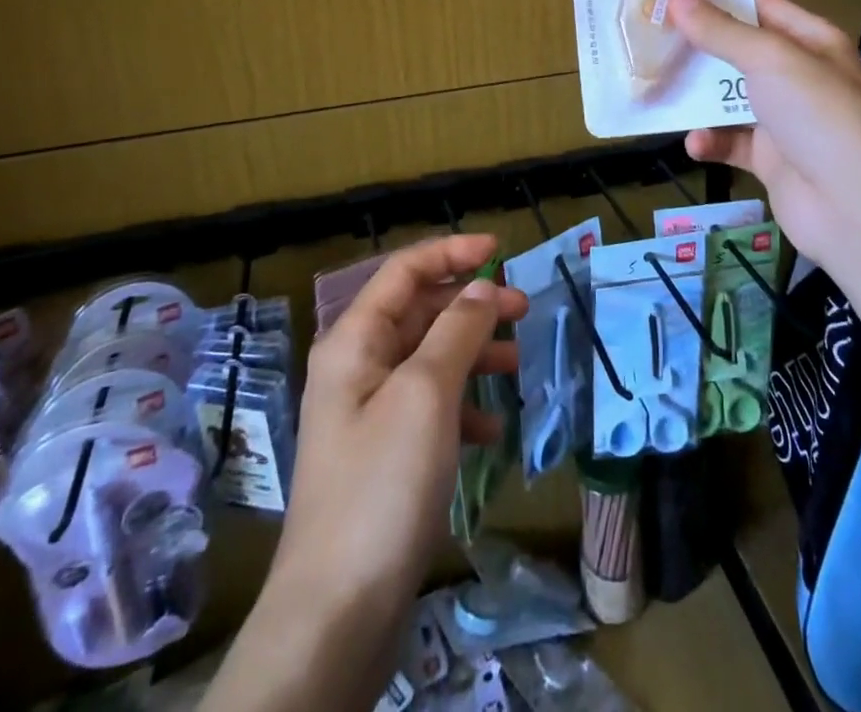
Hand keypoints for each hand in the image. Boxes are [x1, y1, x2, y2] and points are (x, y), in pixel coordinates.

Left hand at [273, 235, 527, 623]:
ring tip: (518, 363)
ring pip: (430, 359)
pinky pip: (430, 407)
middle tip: (523, 309)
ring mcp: (370, 412)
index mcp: (354, 340)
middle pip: (420, 312)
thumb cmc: (382, 484)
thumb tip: (481, 287)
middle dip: (471, 305)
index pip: (404, 270)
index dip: (451, 251)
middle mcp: (358, 366)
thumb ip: (456, 330)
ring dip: (474, 354)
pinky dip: (463, 406)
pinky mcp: (385, 454)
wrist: (337, 611)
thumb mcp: (426, 394)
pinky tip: (494, 427)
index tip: (500, 249)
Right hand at [668, 0, 860, 278]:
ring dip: (698, 98)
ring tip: (660, 89)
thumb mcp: (769, 59)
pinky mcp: (771, 159)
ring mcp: (785, 120)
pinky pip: (731, 142)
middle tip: (651, 39)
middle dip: (699, 48)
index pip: (761, 8)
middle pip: (740, 53)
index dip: (719, 0)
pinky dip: (712, 142)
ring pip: (730, 99)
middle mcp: (799, 76)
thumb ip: (721, 30)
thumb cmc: (817, 113)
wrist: (852, 204)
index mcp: (811, 41)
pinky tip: (696, 144)